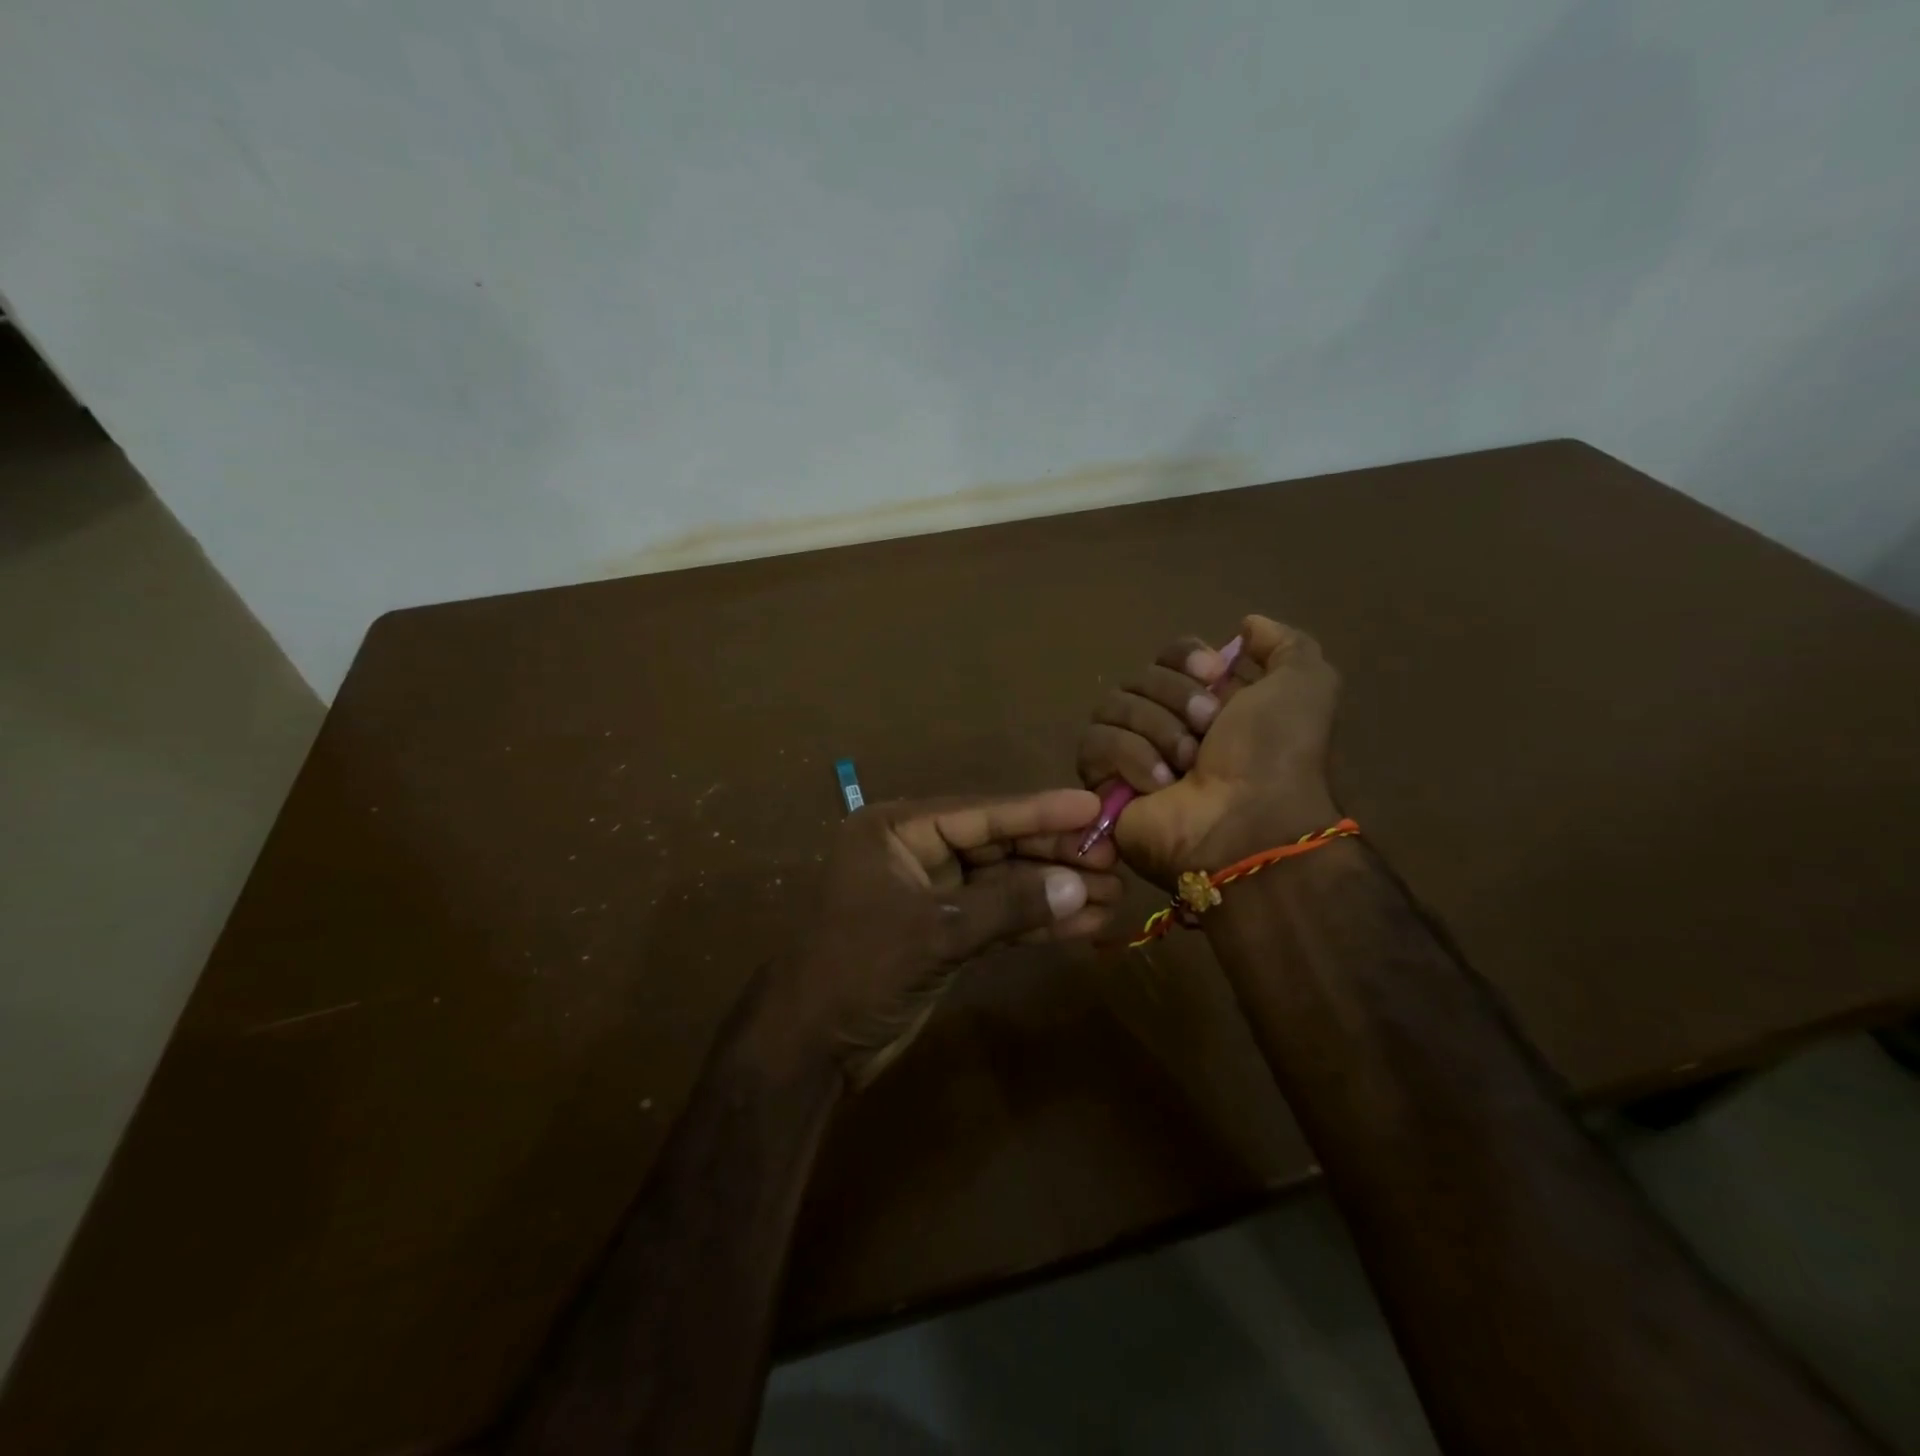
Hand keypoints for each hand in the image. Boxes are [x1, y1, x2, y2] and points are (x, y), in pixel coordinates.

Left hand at [754, 791, 1120, 1086]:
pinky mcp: (944, 934)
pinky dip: (1036, 924)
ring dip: (1053, 893)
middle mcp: (915, 854)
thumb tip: (1079, 887)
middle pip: (996, 846)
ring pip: (1002, 885)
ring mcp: (931, 896)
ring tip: (1113, 894)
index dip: (1038, 812)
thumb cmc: (858, 970)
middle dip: (1053, 856)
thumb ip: (1007, 906)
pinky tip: (1084, 926)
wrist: (809, 1048)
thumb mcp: (934, 933)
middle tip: (1114, 858)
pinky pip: (997, 919)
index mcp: (896, 831)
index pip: (979, 813)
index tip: (1092, 807)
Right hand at [1077, 615, 1340, 886]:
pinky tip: (1159, 784)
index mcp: (1207, 700)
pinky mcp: (1102, 782)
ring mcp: (1131, 752)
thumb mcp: (1306, 686)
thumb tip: (1246, 626)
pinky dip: (1130, 757)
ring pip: (1112, 705)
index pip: (1168, 654)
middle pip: (1139, 676)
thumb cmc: (1277, 755)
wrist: (1248, 824)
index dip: (1185, 658)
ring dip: (1156, 730)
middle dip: (1175, 699)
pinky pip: (1095, 743)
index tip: (1212, 675)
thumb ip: (1285, 645)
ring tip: (1185, 766)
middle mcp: (1166, 722)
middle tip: (1207, 732)